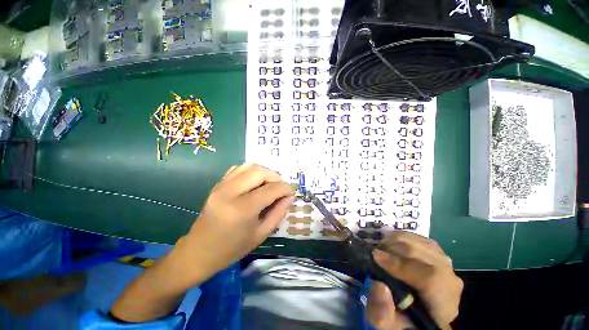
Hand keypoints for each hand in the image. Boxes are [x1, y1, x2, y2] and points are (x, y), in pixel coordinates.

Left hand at [178, 163, 294, 282]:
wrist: (200, 251)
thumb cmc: (233, 248)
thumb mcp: (261, 234)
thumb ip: (279, 212)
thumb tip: (290, 196)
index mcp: (242, 210)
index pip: (271, 190)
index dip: (285, 188)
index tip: (291, 192)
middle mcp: (230, 193)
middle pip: (259, 172)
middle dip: (275, 177)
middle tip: (280, 187)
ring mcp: (221, 186)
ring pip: (249, 167)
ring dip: (264, 172)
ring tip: (269, 183)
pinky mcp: (217, 185)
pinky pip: (237, 169)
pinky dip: (251, 171)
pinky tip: (255, 182)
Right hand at [366, 231, 462, 329]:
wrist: (417, 313)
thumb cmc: (402, 320)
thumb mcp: (387, 323)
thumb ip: (381, 312)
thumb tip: (379, 285)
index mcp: (443, 305)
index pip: (431, 279)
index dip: (401, 264)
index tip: (376, 256)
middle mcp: (451, 282)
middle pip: (426, 256)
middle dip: (395, 248)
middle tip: (376, 251)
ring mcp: (447, 266)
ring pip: (424, 244)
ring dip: (398, 241)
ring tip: (383, 247)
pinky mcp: (439, 256)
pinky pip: (423, 240)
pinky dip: (405, 237)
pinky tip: (394, 242)